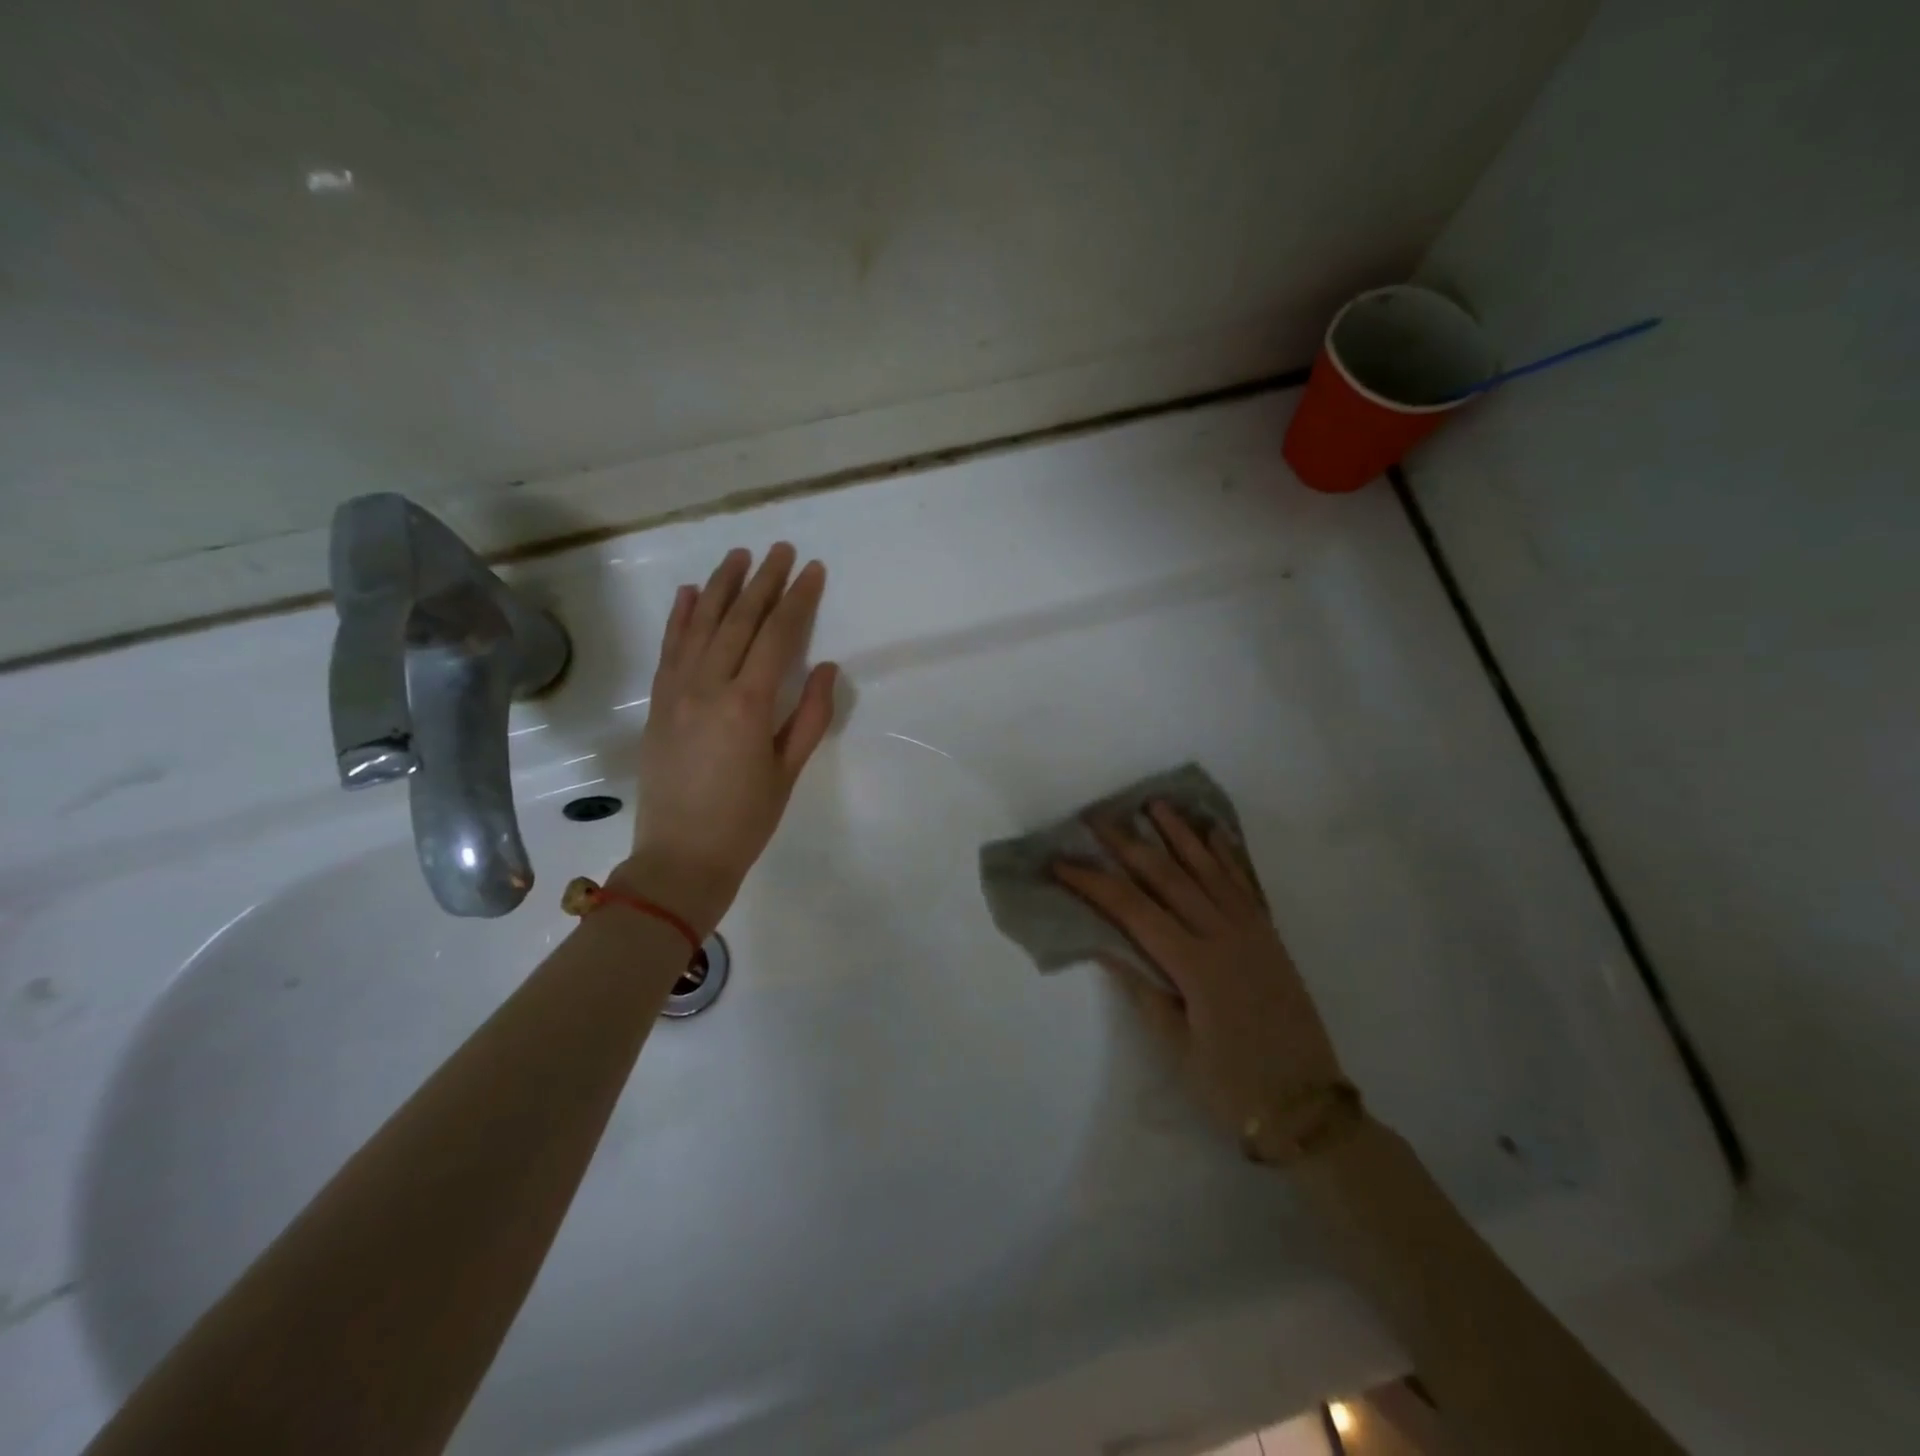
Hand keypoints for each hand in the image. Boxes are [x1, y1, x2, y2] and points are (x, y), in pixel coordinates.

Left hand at [613, 544, 836, 934]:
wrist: (680, 858)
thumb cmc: (745, 820)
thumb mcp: (788, 772)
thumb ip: (809, 716)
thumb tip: (824, 667)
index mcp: (748, 704)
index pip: (776, 636)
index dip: (797, 600)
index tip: (812, 570)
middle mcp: (708, 686)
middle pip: (739, 621)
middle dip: (763, 582)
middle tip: (781, 550)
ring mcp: (676, 692)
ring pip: (701, 625)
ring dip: (722, 587)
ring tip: (739, 556)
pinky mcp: (657, 703)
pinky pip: (669, 649)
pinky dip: (681, 617)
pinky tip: (691, 593)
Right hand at [1053, 802, 1349, 1160]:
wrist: (1309, 1109)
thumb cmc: (1233, 1086)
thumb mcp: (1177, 1048)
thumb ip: (1143, 991)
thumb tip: (1106, 946)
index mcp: (1195, 965)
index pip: (1132, 910)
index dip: (1093, 883)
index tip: (1061, 863)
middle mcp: (1223, 936)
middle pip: (1168, 877)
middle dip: (1129, 844)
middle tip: (1099, 816)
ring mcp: (1252, 932)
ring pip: (1208, 869)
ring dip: (1179, 834)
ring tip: (1154, 804)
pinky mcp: (1270, 937)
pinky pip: (1245, 885)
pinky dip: (1227, 855)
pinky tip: (1213, 833)